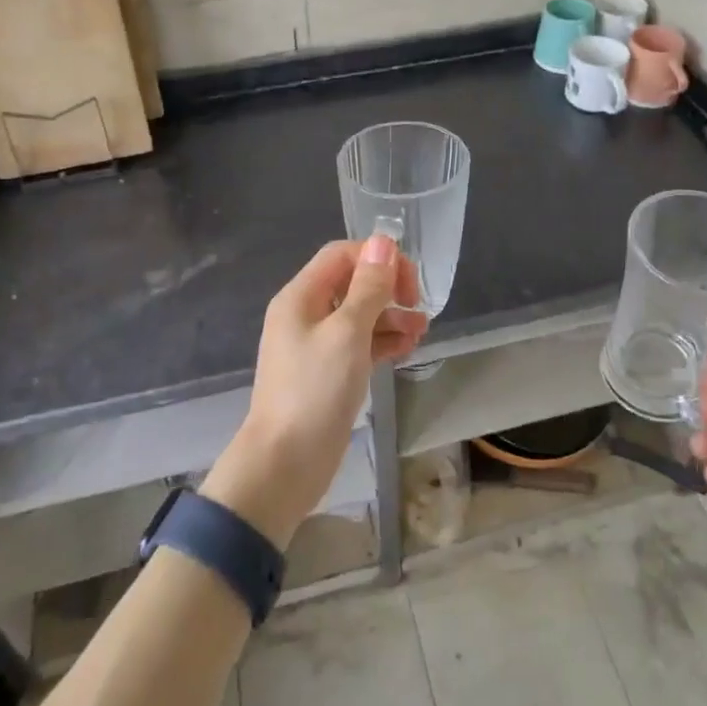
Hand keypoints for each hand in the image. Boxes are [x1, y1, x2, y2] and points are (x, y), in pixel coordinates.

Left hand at [203, 235, 424, 547]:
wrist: (285, 463)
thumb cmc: (315, 391)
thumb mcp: (347, 333)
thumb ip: (368, 287)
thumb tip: (383, 242)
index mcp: (301, 296)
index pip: (341, 256)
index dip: (377, 259)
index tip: (408, 282)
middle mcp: (306, 314)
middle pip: (351, 283)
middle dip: (387, 288)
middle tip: (417, 306)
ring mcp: (316, 345)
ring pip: (358, 315)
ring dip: (390, 316)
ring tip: (421, 331)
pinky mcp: (328, 373)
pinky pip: (358, 344)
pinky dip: (382, 341)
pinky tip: (407, 348)